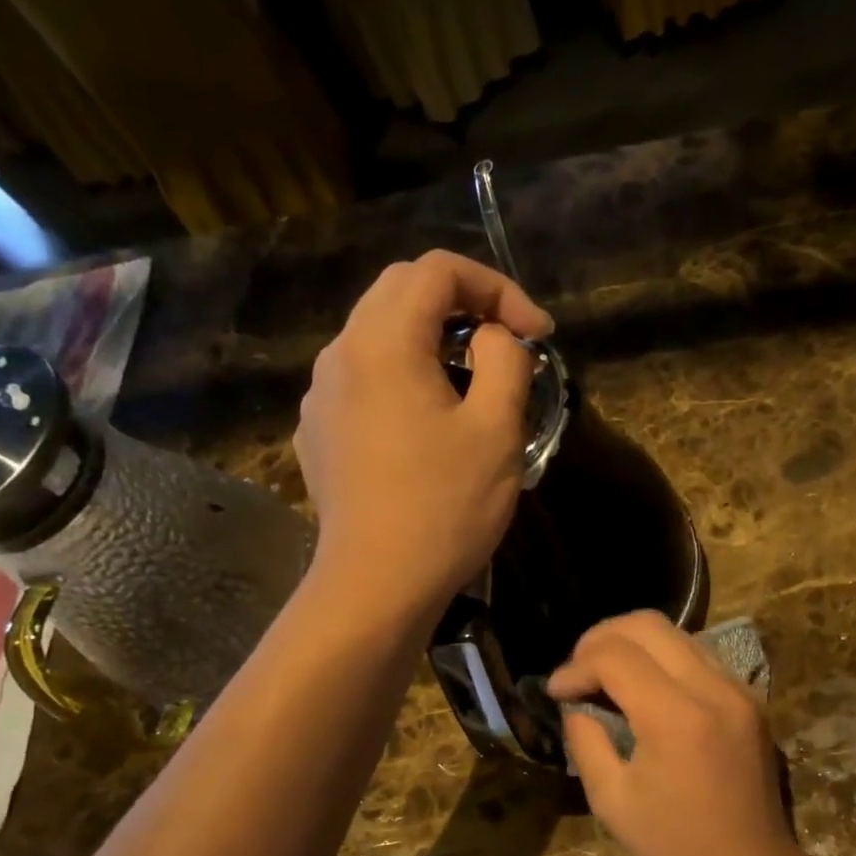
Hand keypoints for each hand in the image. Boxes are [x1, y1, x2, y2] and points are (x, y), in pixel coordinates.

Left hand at [296, 250, 553, 615]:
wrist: (376, 585)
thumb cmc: (444, 508)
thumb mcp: (496, 431)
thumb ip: (504, 362)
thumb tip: (494, 339)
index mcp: (383, 342)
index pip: (438, 270)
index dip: (498, 289)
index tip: (537, 335)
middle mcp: (340, 354)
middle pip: (401, 293)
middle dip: (463, 306)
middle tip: (508, 345)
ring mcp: (321, 397)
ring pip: (379, 337)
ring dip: (432, 343)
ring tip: (473, 385)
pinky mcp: (319, 434)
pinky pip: (363, 382)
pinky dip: (403, 380)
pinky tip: (427, 426)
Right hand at [547, 612, 796, 855]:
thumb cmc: (677, 851)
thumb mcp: (612, 802)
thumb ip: (587, 741)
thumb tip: (575, 704)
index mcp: (677, 717)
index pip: (615, 657)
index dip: (576, 667)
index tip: (556, 691)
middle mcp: (713, 689)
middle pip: (648, 625)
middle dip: (601, 638)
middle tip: (577, 671)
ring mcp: (739, 690)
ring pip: (677, 633)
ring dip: (633, 644)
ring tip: (605, 675)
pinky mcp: (750, 700)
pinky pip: (699, 656)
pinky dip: (663, 659)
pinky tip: (644, 687)